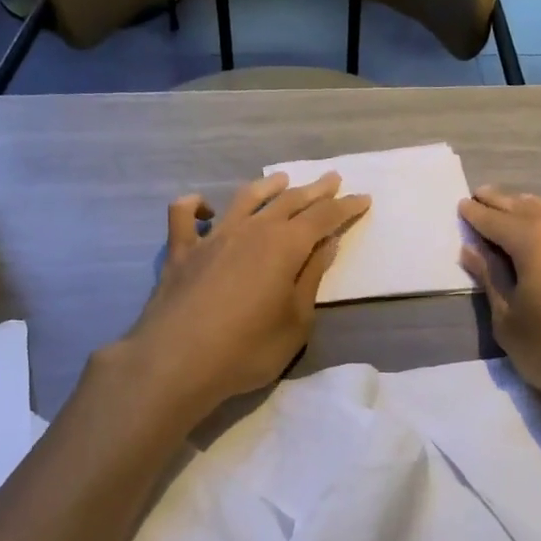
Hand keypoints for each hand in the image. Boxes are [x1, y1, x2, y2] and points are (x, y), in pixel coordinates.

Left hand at [120, 172, 369, 419]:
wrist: (177, 361)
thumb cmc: (248, 349)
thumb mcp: (296, 321)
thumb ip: (311, 278)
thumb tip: (326, 244)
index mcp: (285, 245)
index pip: (324, 218)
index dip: (345, 207)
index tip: (363, 198)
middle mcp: (251, 230)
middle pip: (289, 201)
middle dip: (315, 190)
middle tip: (332, 178)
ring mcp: (213, 238)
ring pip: (244, 199)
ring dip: (267, 186)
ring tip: (282, 179)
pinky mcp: (181, 252)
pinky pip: (183, 216)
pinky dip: (195, 205)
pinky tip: (205, 209)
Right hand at [459, 185, 540, 427]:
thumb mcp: (510, 323)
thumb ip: (491, 281)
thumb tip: (473, 250)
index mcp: (535, 241)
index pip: (496, 221)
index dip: (476, 214)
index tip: (463, 204)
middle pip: (528, 209)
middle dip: (502, 202)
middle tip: (483, 194)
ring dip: (535, 209)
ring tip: (520, 204)